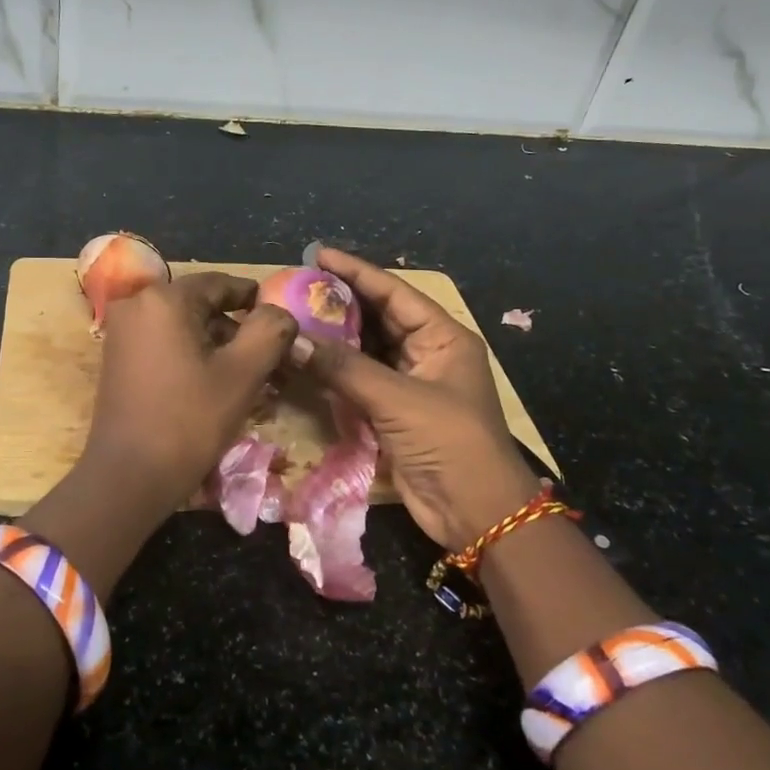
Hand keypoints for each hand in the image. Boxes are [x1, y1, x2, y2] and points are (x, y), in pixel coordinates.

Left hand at [81, 272, 299, 511]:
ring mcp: (122, 333)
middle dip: (238, 330)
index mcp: (164, 299)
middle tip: (270, 359)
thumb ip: (270, 331)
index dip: (256, 300)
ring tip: (249, 377)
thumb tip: (280, 313)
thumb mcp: (243, 374)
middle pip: (201, 306)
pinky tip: (216, 385)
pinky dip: (192, 356)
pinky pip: (164, 344)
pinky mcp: (117, 359)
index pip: (221, 284)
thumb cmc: (189, 421)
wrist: (128, 477)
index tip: (281, 321)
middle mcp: (136, 305)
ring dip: (217, 346)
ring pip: (183, 327)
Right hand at [293, 248, 540, 547]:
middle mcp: (427, 354)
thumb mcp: (398, 399)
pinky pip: (359, 382)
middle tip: (297, 287)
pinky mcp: (394, 413)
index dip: (356, 272)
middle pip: (378, 318)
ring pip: (366, 350)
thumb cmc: (451, 443)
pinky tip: (305, 360)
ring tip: (294, 317)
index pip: (394, 293)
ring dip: (334, 338)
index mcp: (443, 337)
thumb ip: (343, 368)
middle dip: (340, 303)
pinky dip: (334, 372)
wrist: (478, 514)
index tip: (318, 255)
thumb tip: (291, 341)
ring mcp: (410, 384)